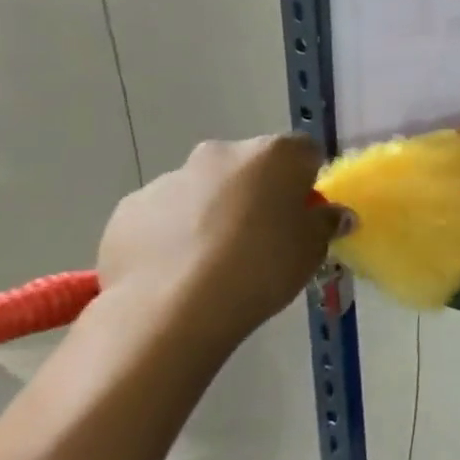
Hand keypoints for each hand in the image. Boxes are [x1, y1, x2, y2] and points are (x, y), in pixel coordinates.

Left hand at [96, 135, 343, 345]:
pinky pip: (164, 214)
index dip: (308, 179)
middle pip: (250, 166)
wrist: (171, 309)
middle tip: (265, 234)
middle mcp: (220, 154)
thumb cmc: (262, 267)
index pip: (304, 151)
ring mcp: (168, 179)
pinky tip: (181, 268)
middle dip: (258, 191)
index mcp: (273, 155)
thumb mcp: (313, 249)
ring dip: (215, 211)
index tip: (307, 210)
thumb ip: (325, 223)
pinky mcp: (128, 210)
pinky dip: (175, 232)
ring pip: (204, 189)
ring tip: (217, 259)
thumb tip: (332, 214)